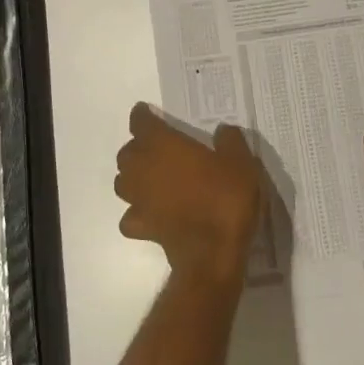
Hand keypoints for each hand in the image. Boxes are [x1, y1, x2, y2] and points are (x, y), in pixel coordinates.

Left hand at [115, 104, 264, 288]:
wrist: (213, 252)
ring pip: (122, 182)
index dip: (143, 116)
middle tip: (156, 148)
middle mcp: (143, 168)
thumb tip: (223, 131)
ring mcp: (138, 200)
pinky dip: (136, 212)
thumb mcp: (241, 162)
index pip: (142, 122)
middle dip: (137, 147)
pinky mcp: (141, 227)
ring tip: (149, 178)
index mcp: (163, 145)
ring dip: (132, 177)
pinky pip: (130, 215)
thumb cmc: (226, 199)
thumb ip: (230, 141)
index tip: (146, 112)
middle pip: (127, 152)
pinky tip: (150, 213)